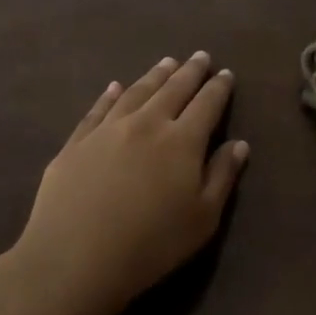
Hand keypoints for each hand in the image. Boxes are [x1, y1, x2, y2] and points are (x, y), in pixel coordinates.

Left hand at [7, 52, 248, 314]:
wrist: (76, 258)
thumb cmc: (152, 244)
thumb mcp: (203, 218)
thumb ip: (222, 176)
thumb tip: (239, 144)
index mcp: (182, 141)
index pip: (207, 104)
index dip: (218, 88)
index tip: (226, 73)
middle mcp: (146, 124)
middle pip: (173, 89)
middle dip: (190, 71)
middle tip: (200, 56)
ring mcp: (107, 130)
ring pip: (136, 92)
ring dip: (155, 75)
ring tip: (167, 62)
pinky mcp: (76, 143)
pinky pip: (98, 109)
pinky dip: (109, 95)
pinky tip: (114, 87)